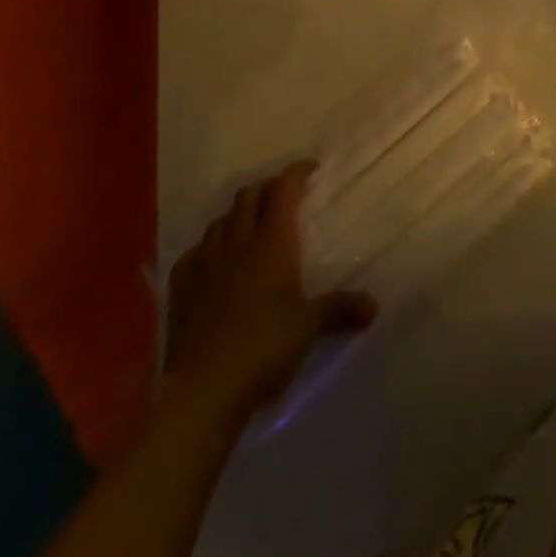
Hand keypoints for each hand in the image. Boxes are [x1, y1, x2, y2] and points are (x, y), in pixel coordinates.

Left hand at [163, 162, 376, 418]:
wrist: (204, 388)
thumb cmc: (265, 345)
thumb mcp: (310, 326)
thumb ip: (341, 309)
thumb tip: (374, 306)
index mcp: (272, 242)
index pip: (284, 190)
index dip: (297, 173)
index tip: (311, 168)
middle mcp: (237, 243)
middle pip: (248, 197)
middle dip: (266, 189)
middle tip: (283, 197)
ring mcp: (204, 264)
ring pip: (219, 221)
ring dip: (236, 216)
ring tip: (250, 227)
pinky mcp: (181, 289)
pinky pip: (193, 254)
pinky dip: (207, 248)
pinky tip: (213, 262)